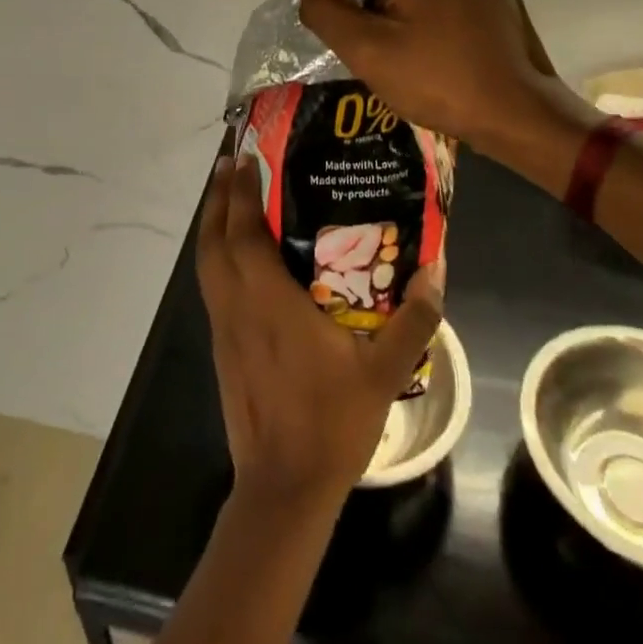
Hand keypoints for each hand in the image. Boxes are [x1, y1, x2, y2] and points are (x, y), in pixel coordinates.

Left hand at [196, 153, 443, 506]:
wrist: (282, 486)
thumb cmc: (331, 422)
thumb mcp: (384, 372)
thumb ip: (414, 319)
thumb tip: (437, 268)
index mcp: (269, 302)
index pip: (245, 232)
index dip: (243, 192)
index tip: (245, 156)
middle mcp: (237, 305)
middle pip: (214, 239)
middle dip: (219, 197)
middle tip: (231, 162)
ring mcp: (223, 327)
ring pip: (206, 262)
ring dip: (211, 223)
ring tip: (226, 196)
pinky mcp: (220, 346)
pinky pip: (211, 285)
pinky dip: (215, 255)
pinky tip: (235, 255)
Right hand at [298, 0, 569, 147]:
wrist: (520, 113)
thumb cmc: (442, 81)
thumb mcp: (368, 51)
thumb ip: (325, 12)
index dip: (356, 11)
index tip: (385, 46)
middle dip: (382, 7)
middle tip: (406, 51)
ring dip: (405, 7)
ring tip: (427, 47)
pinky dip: (431, 4)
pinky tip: (445, 37)